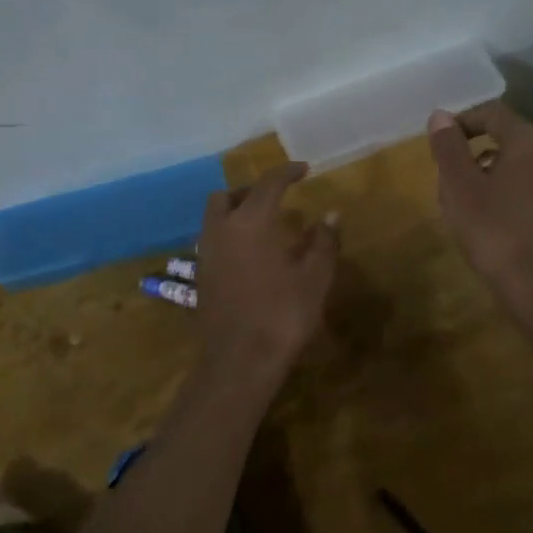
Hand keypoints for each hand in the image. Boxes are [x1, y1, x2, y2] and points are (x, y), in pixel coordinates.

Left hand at [196, 162, 339, 377]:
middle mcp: (221, 229)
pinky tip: (250, 252)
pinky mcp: (200, 275)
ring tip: (264, 223)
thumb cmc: (282, 316)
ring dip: (236, 210)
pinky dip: (229, 233)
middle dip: (252, 190)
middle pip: (229, 195)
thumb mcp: (314, 278)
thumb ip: (323, 242)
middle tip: (277, 197)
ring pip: (215, 216)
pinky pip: (212, 239)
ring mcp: (205, 253)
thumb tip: (331, 214)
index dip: (287, 172)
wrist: (238, 362)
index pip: (268, 183)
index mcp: (250, 222)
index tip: (304, 170)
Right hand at [428, 102, 532, 317]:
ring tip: (464, 204)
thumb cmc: (495, 232)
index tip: (439, 141)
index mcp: (531, 143)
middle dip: (474, 153)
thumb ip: (449, 148)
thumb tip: (440, 116)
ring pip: (521, 167)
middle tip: (447, 179)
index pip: (493, 114)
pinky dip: (509, 195)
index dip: (463, 122)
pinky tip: (492, 222)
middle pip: (508, 140)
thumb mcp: (460, 188)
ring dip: (490, 176)